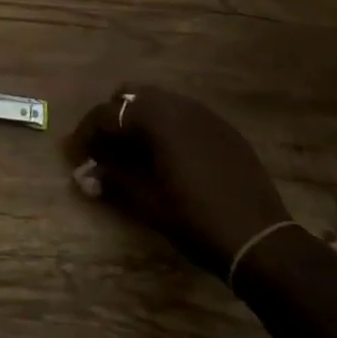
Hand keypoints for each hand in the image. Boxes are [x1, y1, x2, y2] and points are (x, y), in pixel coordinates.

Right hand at [66, 87, 291, 274]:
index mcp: (154, 117)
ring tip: (133, 153)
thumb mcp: (147, 203)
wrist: (261, 240)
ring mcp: (204, 114)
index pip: (106, 114)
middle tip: (103, 150)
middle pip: (130, 97)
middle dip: (112, 119)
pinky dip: (166, 127)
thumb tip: (83, 176)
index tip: (75, 156)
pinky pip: (183, 115)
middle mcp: (177, 104)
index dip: (85, 134)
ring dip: (139, 121)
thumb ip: (112, 180)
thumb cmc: (195, 220)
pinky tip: (168, 157)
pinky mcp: (224, 128)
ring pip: (158, 102)